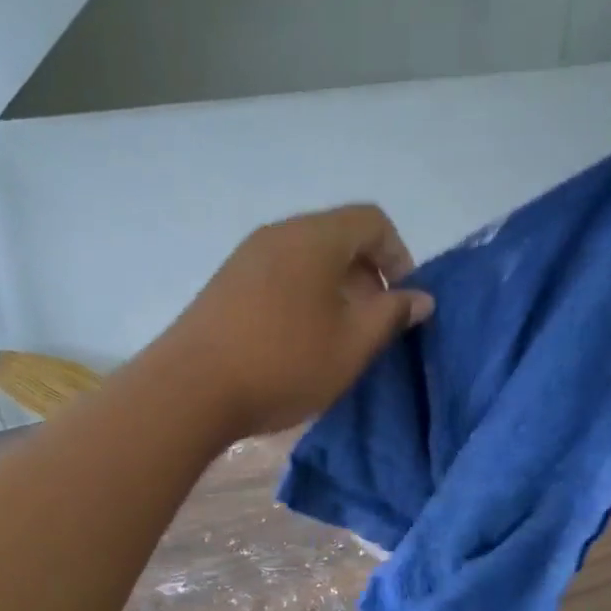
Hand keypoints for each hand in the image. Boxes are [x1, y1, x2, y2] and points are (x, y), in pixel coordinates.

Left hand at [158, 204, 434, 437]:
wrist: (190, 390)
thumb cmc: (284, 363)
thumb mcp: (353, 344)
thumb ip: (392, 315)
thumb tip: (421, 297)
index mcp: (314, 237)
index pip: (372, 221)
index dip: (399, 255)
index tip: (402, 301)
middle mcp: (277, 234)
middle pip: (337, 237)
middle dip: (367, 275)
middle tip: (374, 323)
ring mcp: (245, 258)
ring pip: (306, 259)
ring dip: (334, 290)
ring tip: (337, 336)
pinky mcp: (224, 285)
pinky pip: (278, 277)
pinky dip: (302, 298)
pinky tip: (297, 341)